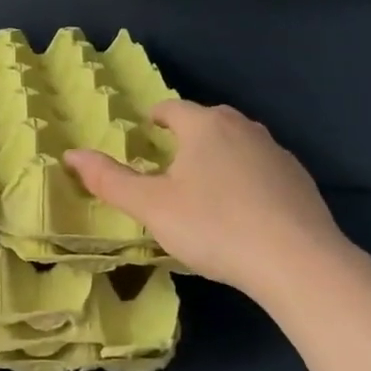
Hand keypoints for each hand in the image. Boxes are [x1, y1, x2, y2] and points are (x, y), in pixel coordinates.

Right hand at [65, 101, 357, 311]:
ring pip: (238, 143)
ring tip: (204, 184)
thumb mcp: (151, 207)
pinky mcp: (300, 181)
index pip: (172, 108)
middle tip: (169, 160)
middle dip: (187, 135)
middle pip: (208, 121)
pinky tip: (243, 209)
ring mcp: (277, 153)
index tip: (146, 130)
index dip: (155, 117)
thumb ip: (109, 180)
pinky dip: (246, 178)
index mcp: (204, 126)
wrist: (298, 262)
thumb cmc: (214, 226)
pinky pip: (262, 168)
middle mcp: (243, 128)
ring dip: (218, 155)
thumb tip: (70, 154)